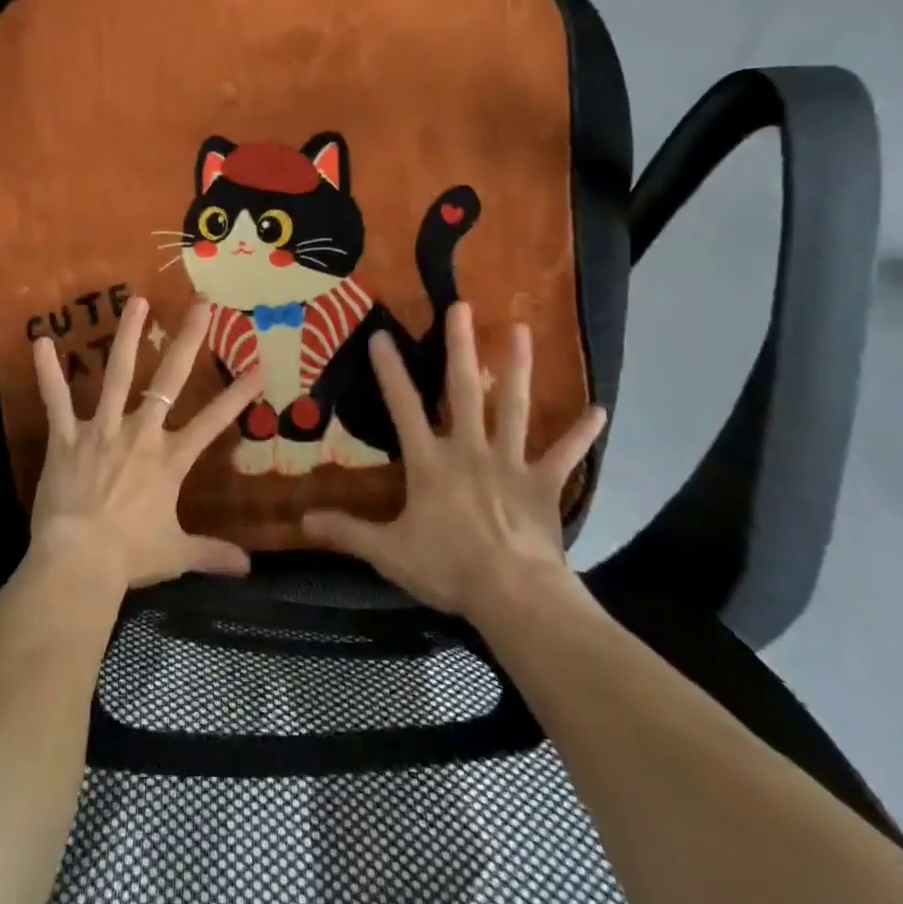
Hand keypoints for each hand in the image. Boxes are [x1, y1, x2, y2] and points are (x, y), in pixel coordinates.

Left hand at [29, 296, 264, 591]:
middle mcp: (139, 434)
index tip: (259, 365)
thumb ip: (212, 554)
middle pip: (168, 380)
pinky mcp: (65, 437)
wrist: (79, 562)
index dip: (239, 394)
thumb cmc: (129, 556)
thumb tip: (248, 568)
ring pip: (116, 375)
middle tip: (202, 305)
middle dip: (188, 340)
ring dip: (128, 337)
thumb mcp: (176, 554)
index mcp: (169, 459)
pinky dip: (47, 372)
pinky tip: (41, 340)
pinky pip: (55, 400)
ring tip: (137, 301)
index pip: (214, 421)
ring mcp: (101, 430)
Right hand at [302, 305, 606, 645]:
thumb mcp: (388, 552)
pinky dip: (581, 434)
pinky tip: (599, 411)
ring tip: (521, 329)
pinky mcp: (544, 484)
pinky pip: (565, 455)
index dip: (390, 370)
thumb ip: (347, 531)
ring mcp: (511, 463)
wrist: (514, 596)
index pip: (403, 407)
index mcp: (430, 462)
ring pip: (514, 408)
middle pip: (463, 390)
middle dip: (461, 347)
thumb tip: (302, 521)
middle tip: (462, 306)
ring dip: (517, 368)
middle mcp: (469, 449)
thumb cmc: (448, 568)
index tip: (382, 334)